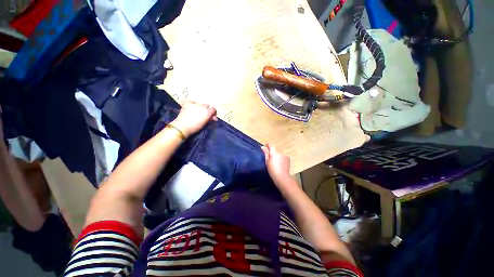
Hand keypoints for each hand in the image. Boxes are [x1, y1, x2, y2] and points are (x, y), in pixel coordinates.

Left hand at [170, 100, 217, 137]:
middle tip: (204, 114)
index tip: (212, 116)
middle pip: (207, 106)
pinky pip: (191, 101)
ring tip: (197, 111)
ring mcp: (195, 104)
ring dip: (200, 107)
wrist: (183, 127)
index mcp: (208, 112)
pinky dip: (192, 103)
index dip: (213, 112)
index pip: (213, 109)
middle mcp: (202, 106)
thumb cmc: (195, 127)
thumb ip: (210, 118)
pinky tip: (191, 106)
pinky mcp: (188, 103)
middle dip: (207, 109)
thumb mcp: (205, 123)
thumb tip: (213, 117)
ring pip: (200, 103)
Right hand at [261, 144, 290, 183]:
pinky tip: (279, 165)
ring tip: (275, 164)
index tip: (264, 150)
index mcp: (274, 152)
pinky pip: (283, 157)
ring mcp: (285, 155)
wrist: (282, 177)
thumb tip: (263, 147)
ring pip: (279, 154)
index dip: (267, 146)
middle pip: (275, 150)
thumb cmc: (272, 170)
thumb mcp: (267, 162)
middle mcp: (280, 152)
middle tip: (269, 160)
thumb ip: (265, 153)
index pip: (270, 144)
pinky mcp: (288, 160)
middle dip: (272, 153)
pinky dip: (281, 159)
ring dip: (277, 156)